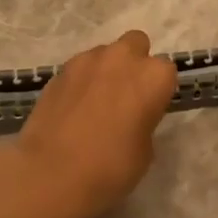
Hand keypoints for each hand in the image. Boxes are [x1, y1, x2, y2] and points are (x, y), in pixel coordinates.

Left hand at [2, 30, 177, 217]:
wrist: (51, 173)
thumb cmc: (110, 167)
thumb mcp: (144, 151)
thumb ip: (144, 122)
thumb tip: (131, 118)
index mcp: (153, 77)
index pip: (166, 71)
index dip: (158, 90)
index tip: (150, 110)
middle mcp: (122, 58)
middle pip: (136, 44)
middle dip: (134, 63)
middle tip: (125, 95)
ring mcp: (87, 60)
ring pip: (105, 54)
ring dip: (105, 70)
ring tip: (95, 103)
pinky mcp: (59, 71)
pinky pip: (79, 69)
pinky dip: (81, 82)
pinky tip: (73, 108)